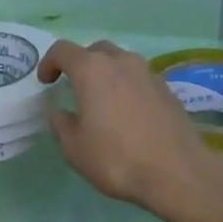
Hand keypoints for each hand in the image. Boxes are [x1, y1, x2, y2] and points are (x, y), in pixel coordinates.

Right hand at [38, 39, 213, 208]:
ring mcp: (147, 71)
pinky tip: (128, 112)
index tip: (46, 82)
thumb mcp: (75, 149)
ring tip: (102, 100)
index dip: (49, 63)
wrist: (176, 171)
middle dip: (80, 64)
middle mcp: (120, 61)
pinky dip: (127, 86)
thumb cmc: (117, 159)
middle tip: (74, 88)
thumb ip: (62, 124)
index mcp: (91, 69)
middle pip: (94, 50)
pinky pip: (138, 77)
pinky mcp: (166, 86)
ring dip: (106, 73)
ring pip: (120, 61)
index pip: (63, 50)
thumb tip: (60, 111)